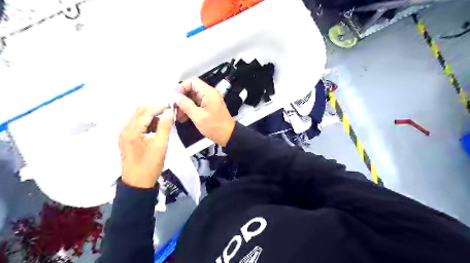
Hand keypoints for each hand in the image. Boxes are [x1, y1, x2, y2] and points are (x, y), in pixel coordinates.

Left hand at [120, 105, 173, 188]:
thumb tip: (170, 112)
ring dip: (152, 115)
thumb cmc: (149, 166)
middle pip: (140, 111)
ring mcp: (125, 134)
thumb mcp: (160, 146)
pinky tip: (158, 127)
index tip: (172, 105)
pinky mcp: (128, 139)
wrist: (137, 184)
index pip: (146, 111)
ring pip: (139, 117)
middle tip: (170, 110)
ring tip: (166, 119)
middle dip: (155, 108)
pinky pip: (138, 125)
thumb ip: (165, 127)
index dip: (160, 106)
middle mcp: (125, 129)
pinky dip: (148, 122)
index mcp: (132, 131)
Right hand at [176, 78, 234, 147]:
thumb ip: (186, 105)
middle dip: (182, 98)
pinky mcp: (208, 108)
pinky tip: (183, 117)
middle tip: (174, 107)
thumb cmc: (215, 127)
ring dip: (184, 105)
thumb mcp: (198, 116)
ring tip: (178, 115)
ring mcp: (209, 101)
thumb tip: (176, 97)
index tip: (174, 96)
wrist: (228, 136)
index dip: (182, 87)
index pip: (193, 82)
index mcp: (209, 93)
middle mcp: (210, 94)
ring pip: (193, 98)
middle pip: (192, 90)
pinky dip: (189, 109)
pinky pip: (196, 105)